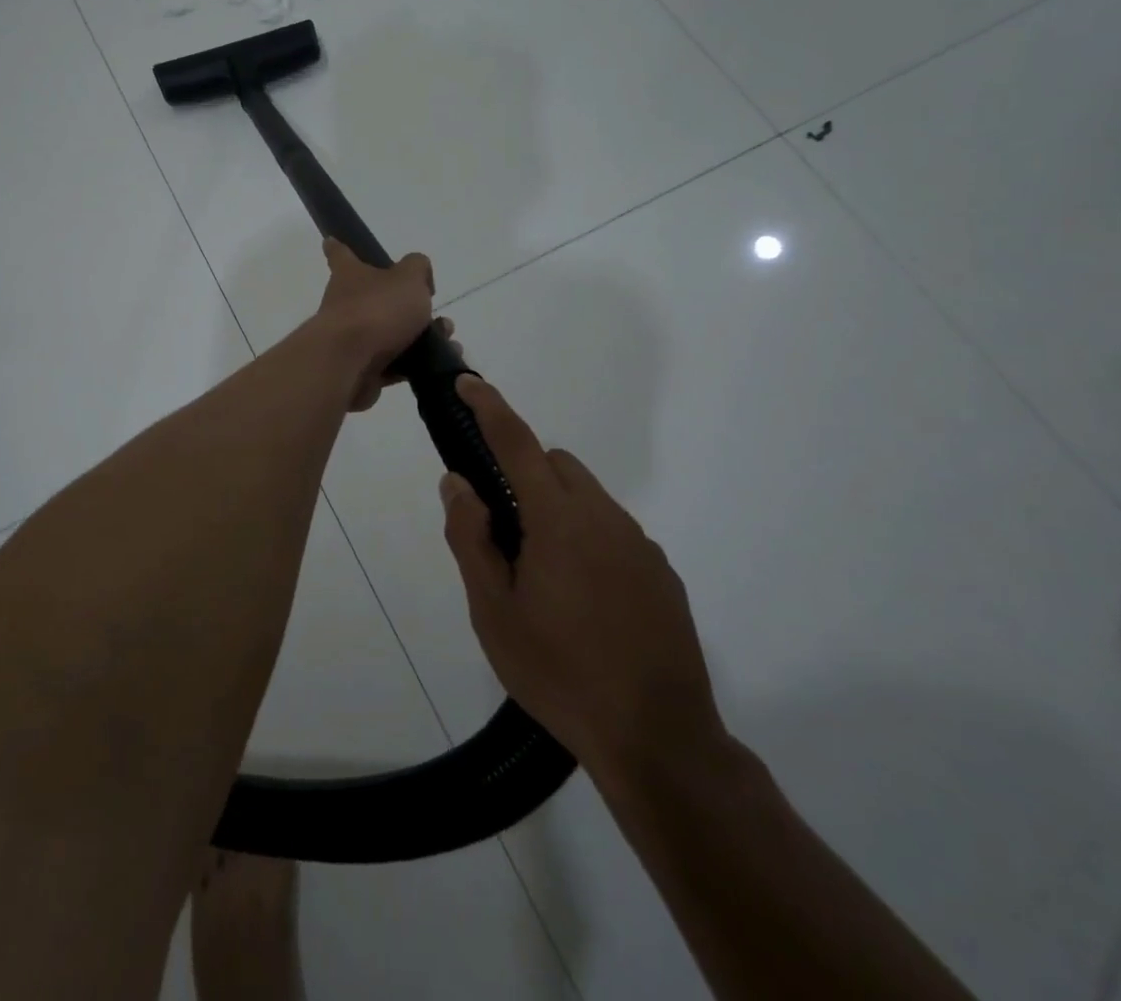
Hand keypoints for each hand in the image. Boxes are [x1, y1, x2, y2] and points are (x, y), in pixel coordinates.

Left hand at [313, 239, 440, 411]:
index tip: (331, 241)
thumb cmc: (376, 310)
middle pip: (376, 298)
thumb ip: (418, 268)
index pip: (340, 254)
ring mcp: (351, 339)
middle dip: (408, 305)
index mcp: (350, 275)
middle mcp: (346, 304)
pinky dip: (417, 363)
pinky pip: (395, 363)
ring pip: (391, 333)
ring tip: (448, 338)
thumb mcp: (408, 278)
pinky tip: (442, 362)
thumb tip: (419, 276)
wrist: (349, 365)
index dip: (339, 247)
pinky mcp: (362, 369)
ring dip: (422, 336)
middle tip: (435, 311)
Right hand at [440, 375, 723, 777]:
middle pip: (557, 464)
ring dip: (557, 509)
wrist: (658, 740)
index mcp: (558, 519)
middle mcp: (604, 517)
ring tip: (543, 578)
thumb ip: (470, 537)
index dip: (489, 406)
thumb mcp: (493, 611)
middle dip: (525, 472)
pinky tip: (585, 602)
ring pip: (587, 497)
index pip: (517, 442)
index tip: (468, 381)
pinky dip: (589, 539)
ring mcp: (640, 544)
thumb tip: (457, 482)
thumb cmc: (559, 673)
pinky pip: (615, 531)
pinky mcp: (662, 573)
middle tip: (503, 531)